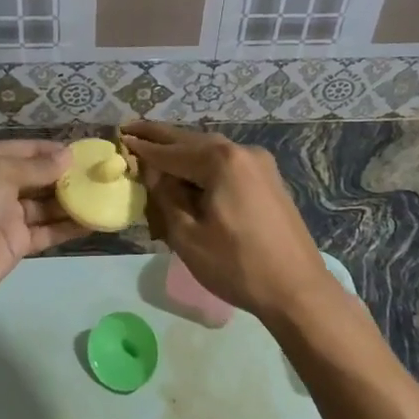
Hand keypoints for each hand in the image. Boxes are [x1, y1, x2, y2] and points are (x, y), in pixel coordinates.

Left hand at [0, 139, 86, 311]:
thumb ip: (35, 167)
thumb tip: (67, 157)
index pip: (26, 149)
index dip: (54, 151)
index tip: (87, 153)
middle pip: (38, 177)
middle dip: (68, 176)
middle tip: (103, 175)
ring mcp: (6, 216)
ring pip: (46, 204)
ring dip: (73, 201)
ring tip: (106, 195)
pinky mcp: (15, 244)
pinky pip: (47, 230)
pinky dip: (69, 226)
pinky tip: (95, 221)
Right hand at [122, 122, 340, 324]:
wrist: (297, 290)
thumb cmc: (237, 265)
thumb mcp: (188, 235)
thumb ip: (166, 196)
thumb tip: (153, 171)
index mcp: (221, 160)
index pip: (171, 151)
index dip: (143, 147)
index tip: (120, 137)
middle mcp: (242, 152)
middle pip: (192, 142)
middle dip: (162, 138)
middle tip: (132, 128)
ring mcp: (260, 165)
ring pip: (211, 152)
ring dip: (183, 152)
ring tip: (155, 147)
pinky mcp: (268, 180)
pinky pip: (227, 165)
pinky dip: (203, 165)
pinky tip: (188, 170)